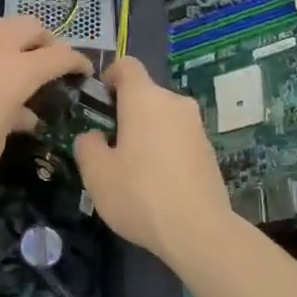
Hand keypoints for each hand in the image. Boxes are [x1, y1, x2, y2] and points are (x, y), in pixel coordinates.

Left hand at [0, 14, 90, 197]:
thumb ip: (12, 123)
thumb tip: (23, 115)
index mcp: (18, 72)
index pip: (59, 56)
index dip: (76, 60)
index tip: (83, 70)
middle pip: (30, 27)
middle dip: (45, 40)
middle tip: (47, 61)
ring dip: (12, 33)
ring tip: (12, 52)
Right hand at [73, 57, 232, 263]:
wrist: (199, 231)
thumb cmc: (140, 194)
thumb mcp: (96, 173)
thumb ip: (87, 145)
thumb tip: (94, 136)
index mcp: (144, 98)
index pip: (126, 65)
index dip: (109, 77)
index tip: (100, 102)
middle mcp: (174, 102)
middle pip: (145, 94)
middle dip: (126, 112)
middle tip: (110, 146)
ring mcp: (196, 126)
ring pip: (163, 117)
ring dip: (147, 132)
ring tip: (134, 170)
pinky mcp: (209, 149)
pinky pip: (179, 138)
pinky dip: (166, 150)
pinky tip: (159, 184)